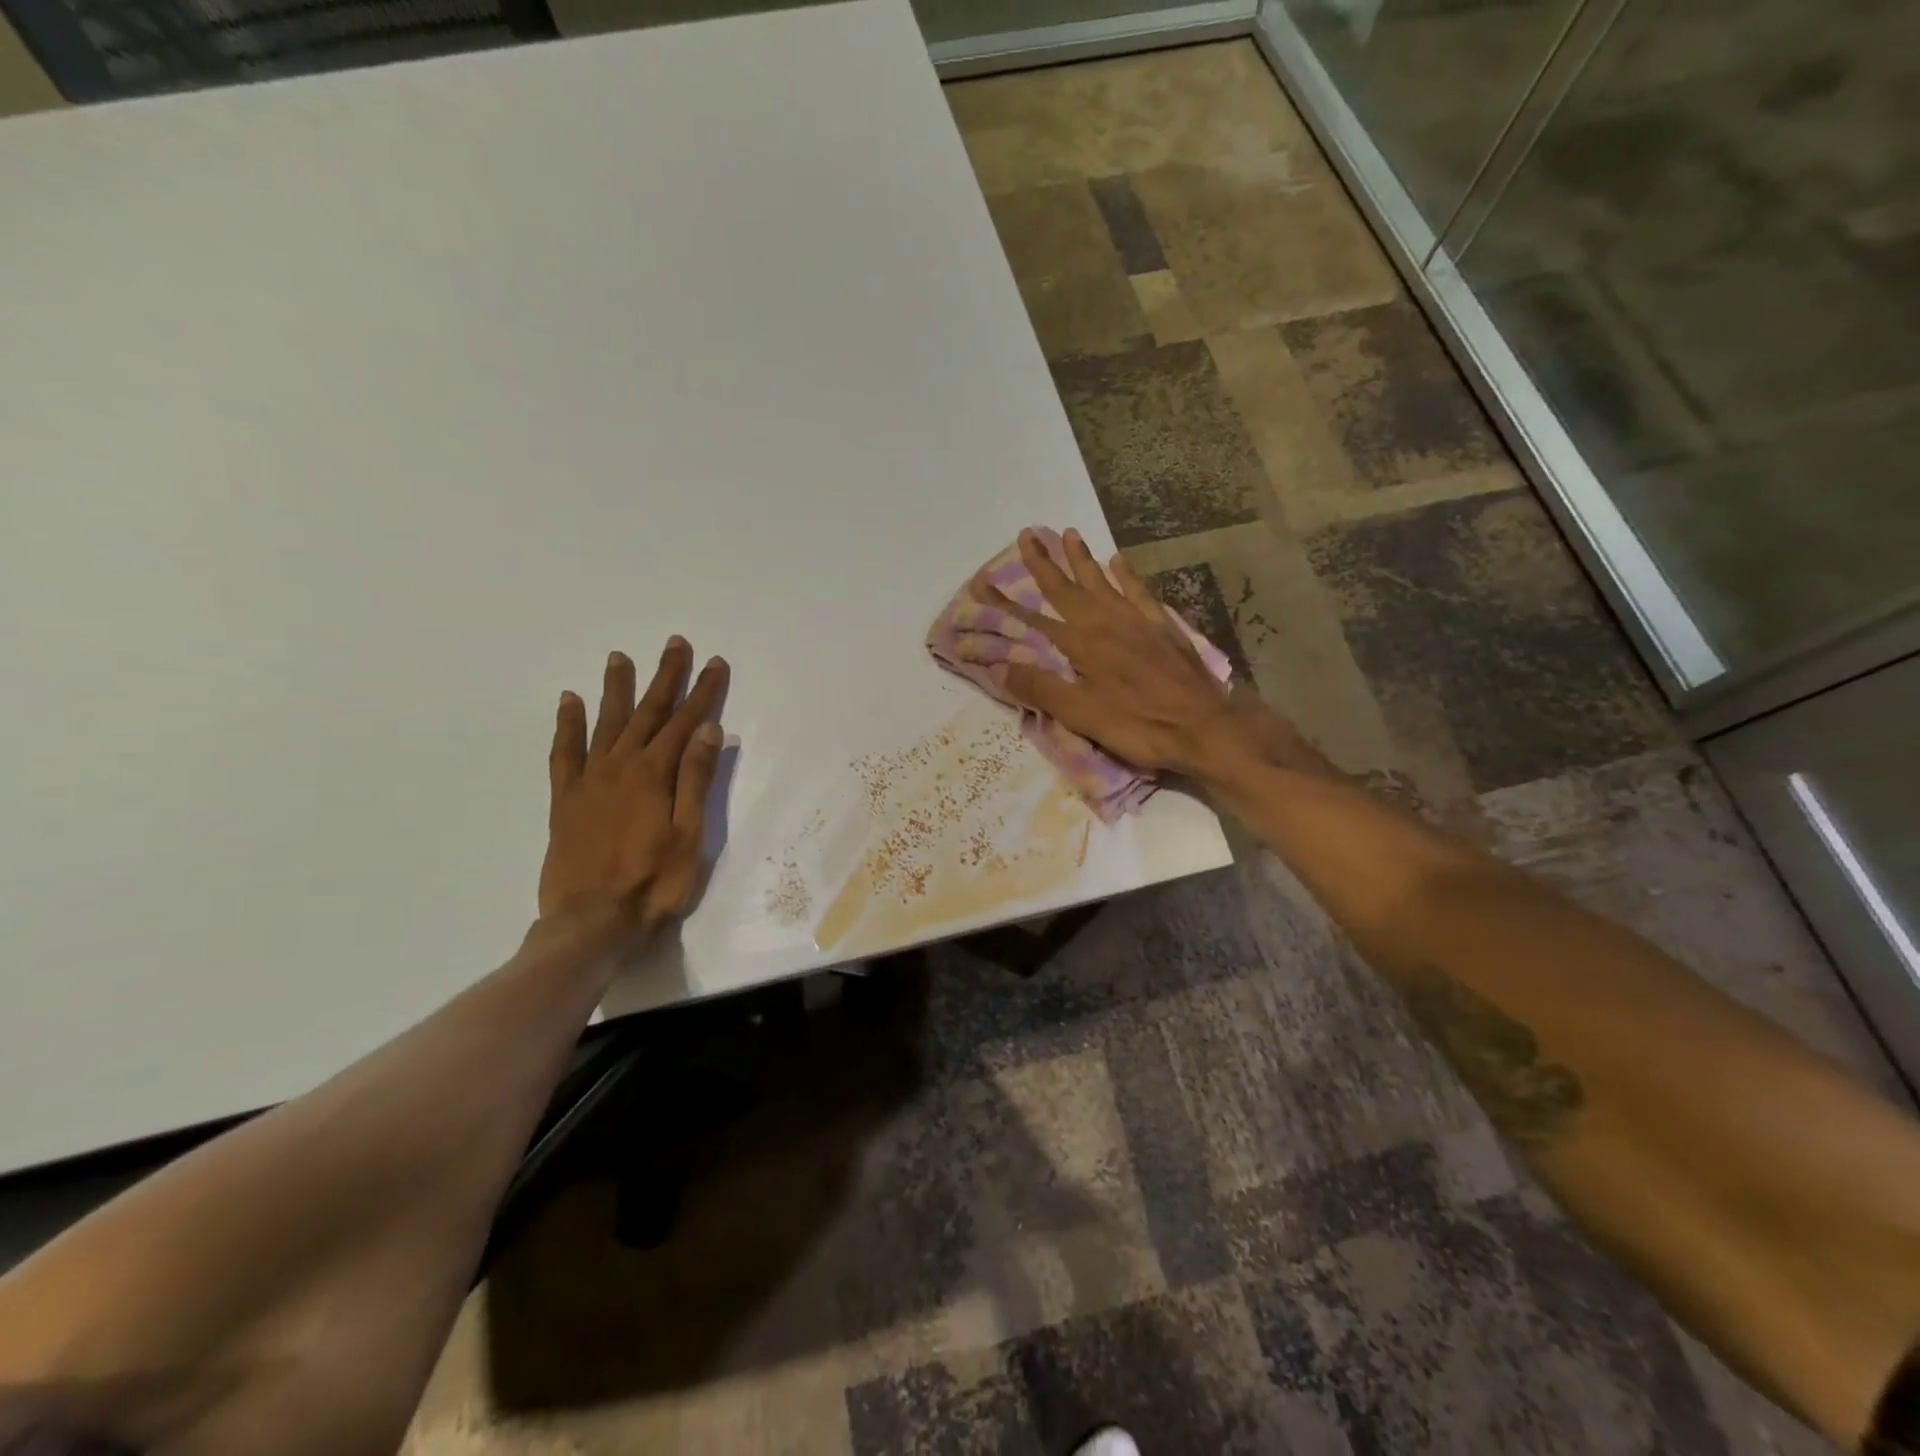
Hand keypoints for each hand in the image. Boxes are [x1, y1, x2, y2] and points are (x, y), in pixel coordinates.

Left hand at [538, 639, 728, 933]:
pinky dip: (567, 725)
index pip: (686, 723)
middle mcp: (620, 767)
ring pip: (606, 724)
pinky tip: (569, 702)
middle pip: (648, 713)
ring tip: (621, 658)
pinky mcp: (564, 800)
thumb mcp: (689, 835)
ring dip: (617, 689)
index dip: (703, 692)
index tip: (715, 663)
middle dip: (665, 677)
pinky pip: (563, 753)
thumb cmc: (653, 883)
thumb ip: (695, 780)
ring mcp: (589, 781)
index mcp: (655, 775)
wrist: (591, 923)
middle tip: (675, 644)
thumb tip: (709, 730)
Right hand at [960, 527, 1250, 775]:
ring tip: (1069, 533)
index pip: (1035, 619)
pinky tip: (1118, 561)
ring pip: (1103, 582)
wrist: (1204, 727)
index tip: (983, 582)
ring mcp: (1137, 622)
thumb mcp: (1082, 715)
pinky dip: (1126, 575)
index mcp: (1082, 645)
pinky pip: (1139, 592)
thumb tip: (1000, 667)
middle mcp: (1106, 623)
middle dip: (1045, 563)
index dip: (1007, 602)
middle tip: (1027, 535)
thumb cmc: (1138, 725)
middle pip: (1068, 588)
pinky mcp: (1162, 628)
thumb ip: (1041, 689)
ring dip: (1083, 559)